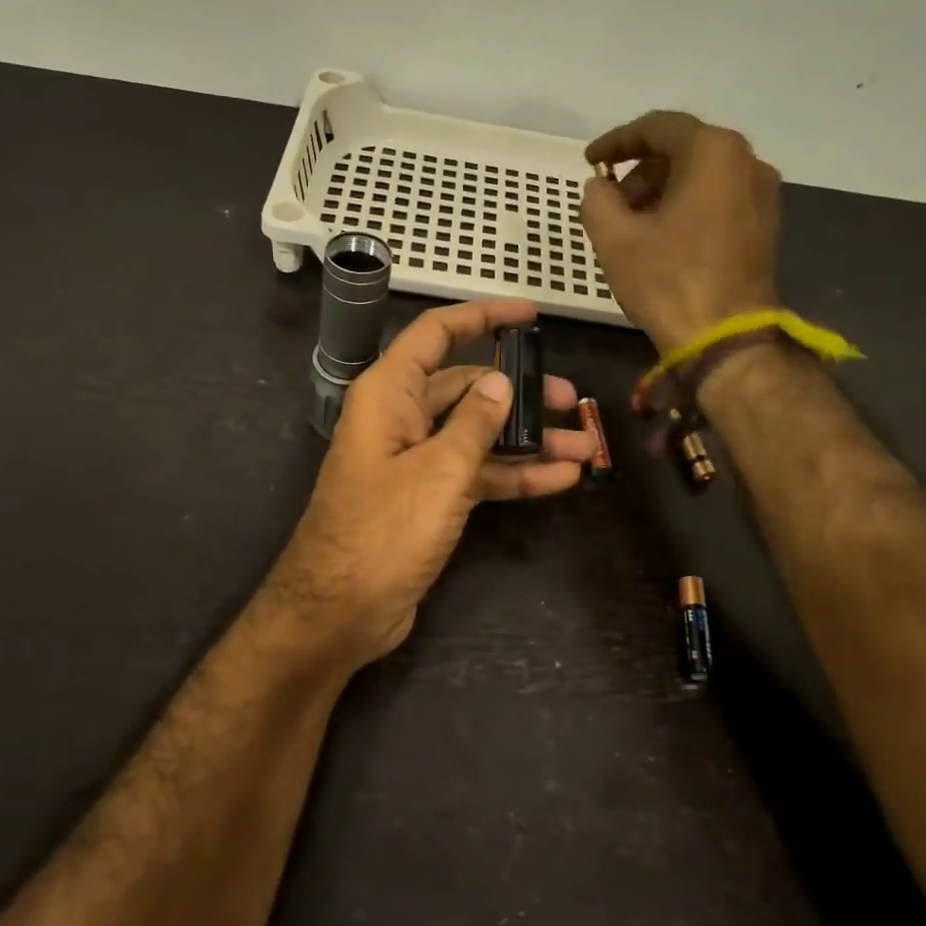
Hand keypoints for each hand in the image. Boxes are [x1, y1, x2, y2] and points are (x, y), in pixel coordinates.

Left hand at [263, 298, 594, 672]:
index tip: (530, 314)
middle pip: (466, 388)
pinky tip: (560, 479)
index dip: (483, 317)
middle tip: (573, 401)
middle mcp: (401, 419)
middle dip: (520, 393)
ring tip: (585, 445)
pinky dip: (513, 475)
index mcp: (389, 394)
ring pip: (477, 434)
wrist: (341, 611)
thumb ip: (474, 423)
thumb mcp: (438, 471)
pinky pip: (476, 474)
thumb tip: (501, 383)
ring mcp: (415, 461)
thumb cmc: (383, 531)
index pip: (437, 334)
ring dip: (528, 440)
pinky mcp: (427, 499)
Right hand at [579, 111, 782, 353]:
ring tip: (631, 223)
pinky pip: (718, 197)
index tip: (589, 161)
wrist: (724, 338)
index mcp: (713, 152)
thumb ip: (597, 199)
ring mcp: (762, 193)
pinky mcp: (764, 224)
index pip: (657, 127)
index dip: (616, 141)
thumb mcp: (614, 239)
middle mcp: (746, 160)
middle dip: (640, 170)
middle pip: (683, 148)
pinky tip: (661, 236)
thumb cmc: (667, 282)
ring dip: (662, 189)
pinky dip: (686, 205)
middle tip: (609, 200)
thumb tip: (600, 187)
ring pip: (701, 174)